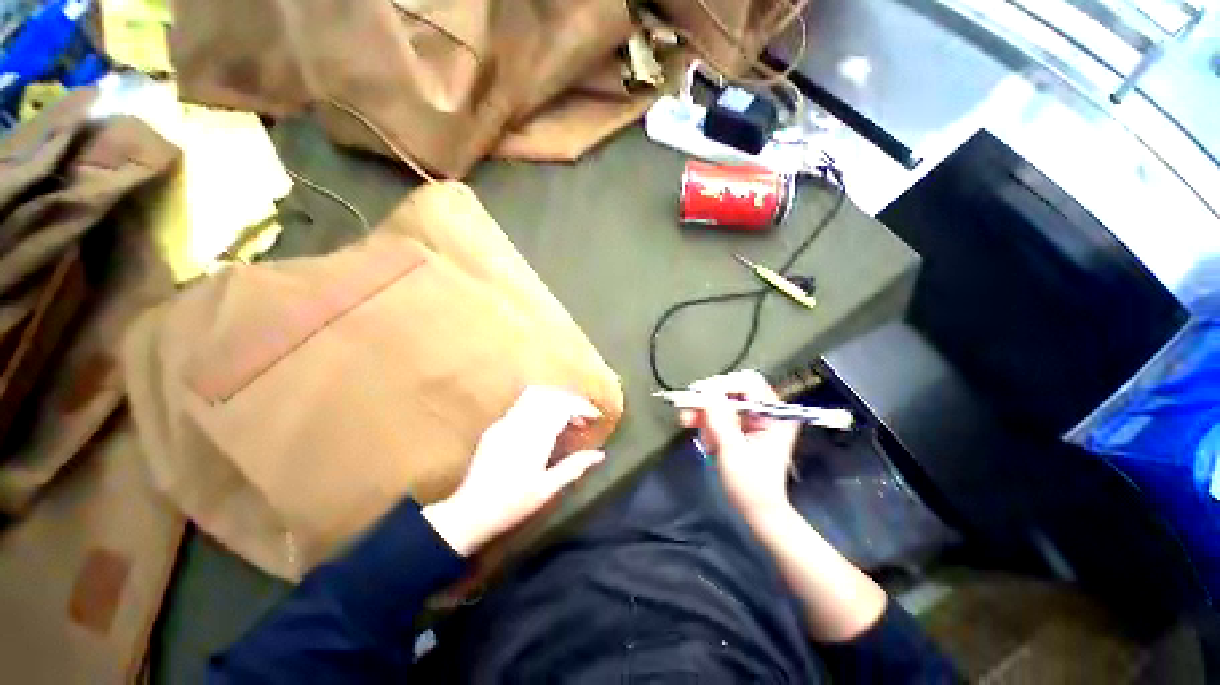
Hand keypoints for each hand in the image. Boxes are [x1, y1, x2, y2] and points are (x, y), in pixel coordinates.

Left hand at [422, 387, 604, 555]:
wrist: (470, 512)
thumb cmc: (512, 504)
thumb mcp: (547, 489)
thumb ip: (574, 467)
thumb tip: (600, 454)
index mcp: (534, 437)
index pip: (562, 406)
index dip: (582, 407)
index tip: (595, 417)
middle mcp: (519, 423)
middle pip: (550, 395)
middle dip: (571, 400)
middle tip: (583, 418)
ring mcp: (504, 422)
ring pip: (534, 394)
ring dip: (555, 399)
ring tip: (567, 417)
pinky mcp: (495, 427)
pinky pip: (521, 404)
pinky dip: (540, 405)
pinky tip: (545, 424)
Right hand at [677, 370, 799, 520]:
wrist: (757, 512)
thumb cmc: (751, 485)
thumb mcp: (733, 450)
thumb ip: (719, 419)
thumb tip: (705, 391)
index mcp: (774, 414)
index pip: (749, 383)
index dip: (723, 385)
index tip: (699, 394)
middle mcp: (765, 411)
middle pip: (732, 390)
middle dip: (708, 401)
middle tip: (687, 409)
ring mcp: (753, 420)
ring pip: (722, 402)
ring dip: (704, 413)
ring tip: (689, 424)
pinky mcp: (742, 428)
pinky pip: (720, 415)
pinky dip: (707, 423)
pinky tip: (704, 438)